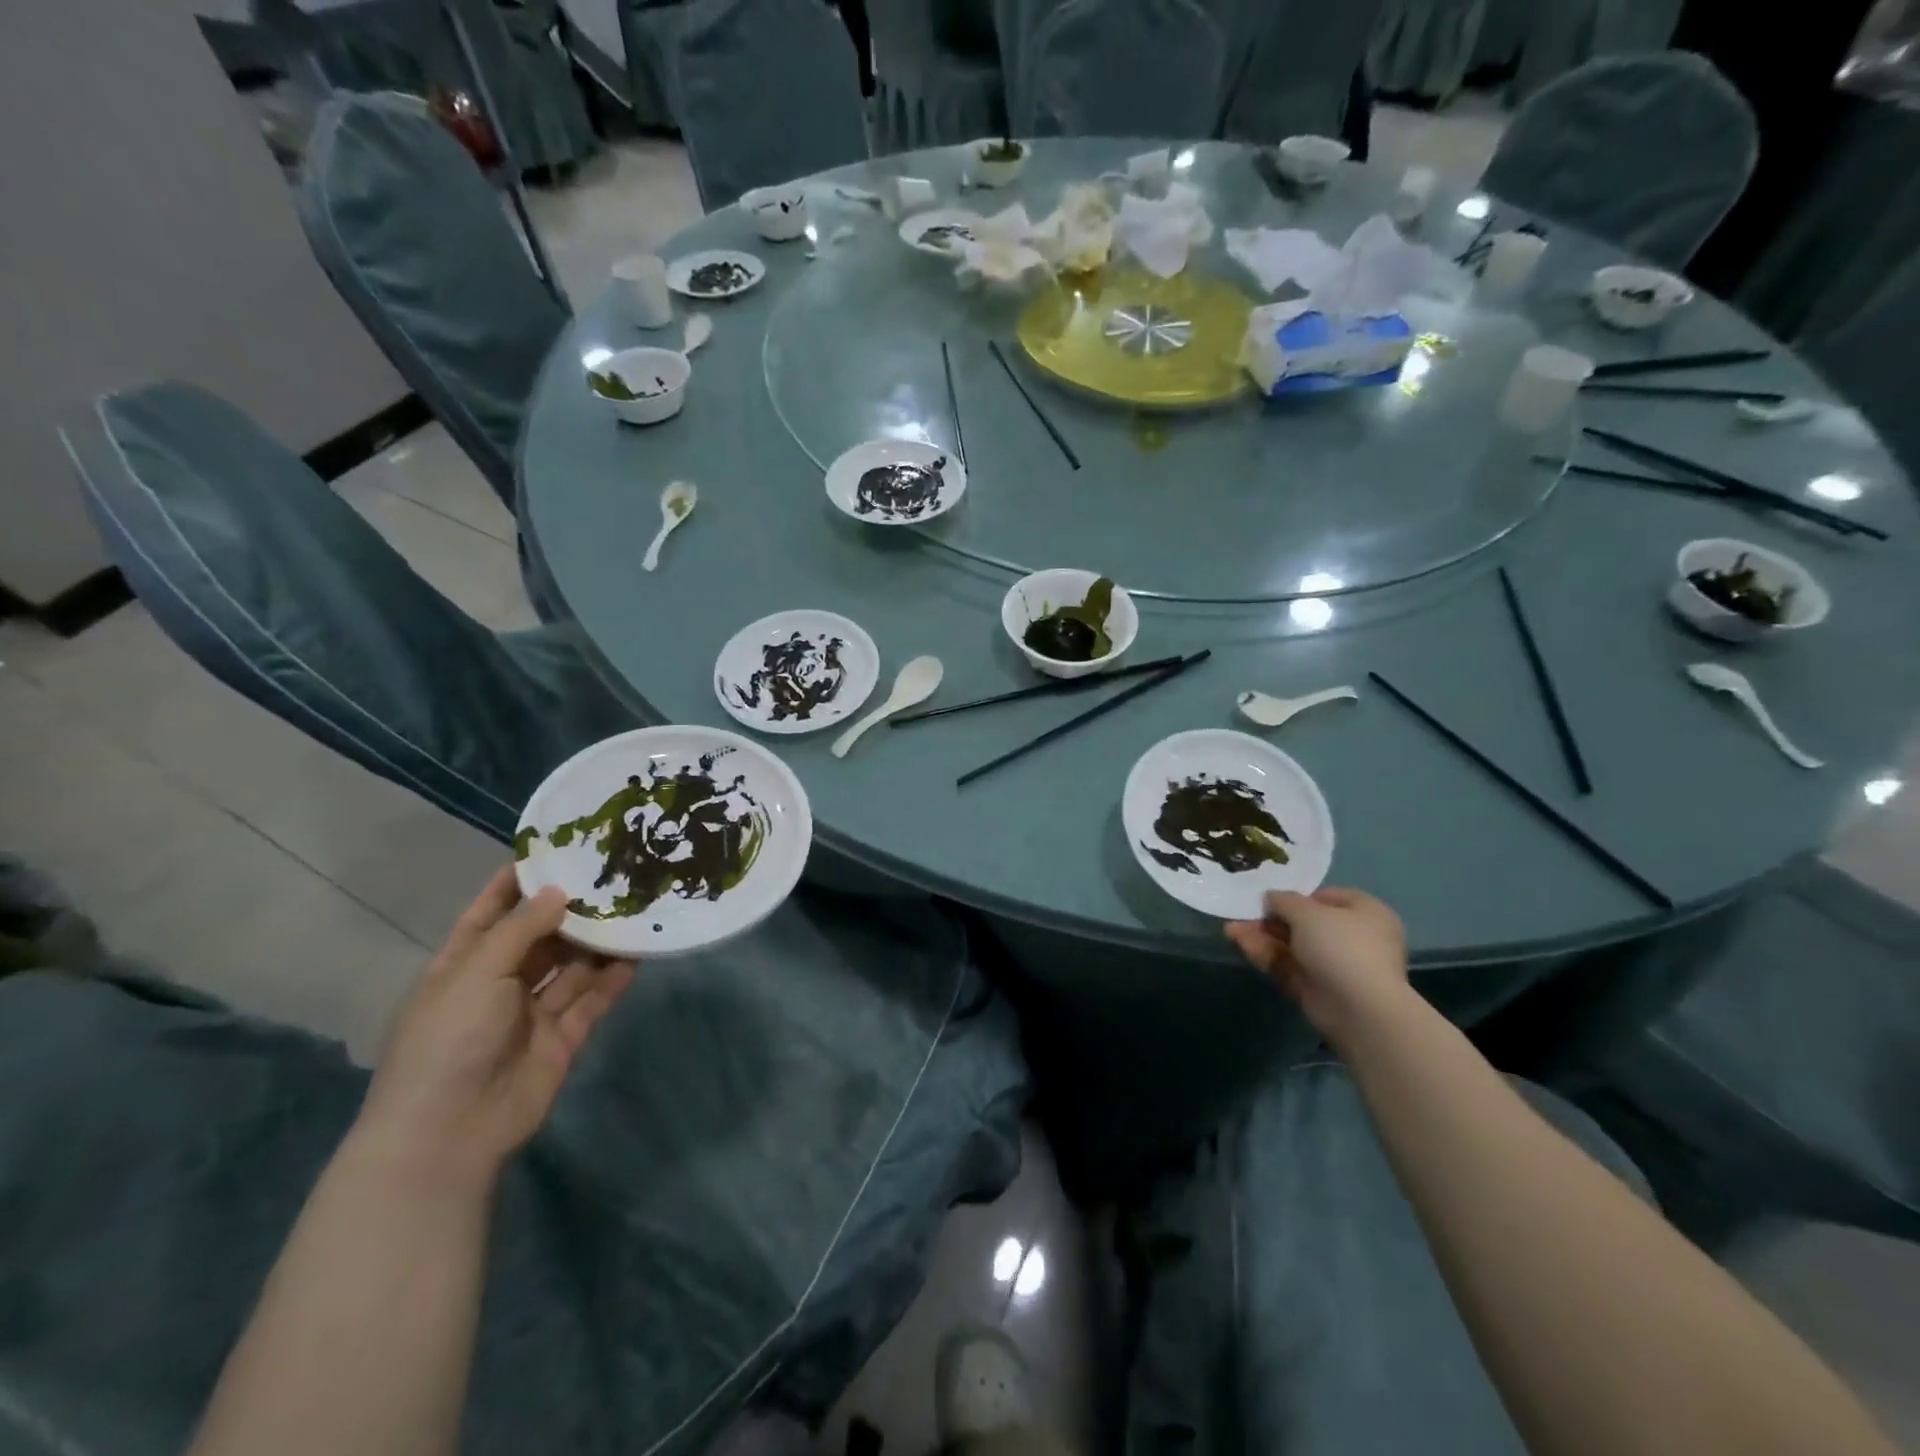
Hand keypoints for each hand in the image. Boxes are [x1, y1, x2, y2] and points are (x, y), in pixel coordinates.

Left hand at [358, 867, 635, 1177]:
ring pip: (572, 966)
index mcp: (464, 965)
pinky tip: (639, 951)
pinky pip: (592, 999)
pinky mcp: (563, 1037)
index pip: (491, 913)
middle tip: (612, 876)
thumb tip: (559, 891)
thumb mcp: (476, 972)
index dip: (517, 884)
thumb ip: (521, 929)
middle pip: (540, 937)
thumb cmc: (448, 1039)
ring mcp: (532, 1013)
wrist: (449, 1131)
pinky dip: (613, 978)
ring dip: (598, 942)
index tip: (555, 851)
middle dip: (571, 910)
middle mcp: (499, 984)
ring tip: (634, 907)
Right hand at [1226, 887, 1408, 1045]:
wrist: (1359, 1009)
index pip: (1328, 897)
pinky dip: (1266, 955)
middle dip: (1271, 919)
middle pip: (1305, 923)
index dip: (1298, 896)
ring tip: (1230, 930)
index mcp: (1365, 912)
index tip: (1271, 897)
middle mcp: (1353, 937)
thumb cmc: (1340, 946)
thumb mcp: (1307, 912)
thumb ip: (1284, 900)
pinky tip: (1240, 944)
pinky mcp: (1318, 988)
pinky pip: (1289, 966)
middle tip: (1243, 914)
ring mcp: (1335, 965)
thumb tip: (1271, 898)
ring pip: (1292, 946)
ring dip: (1262, 936)